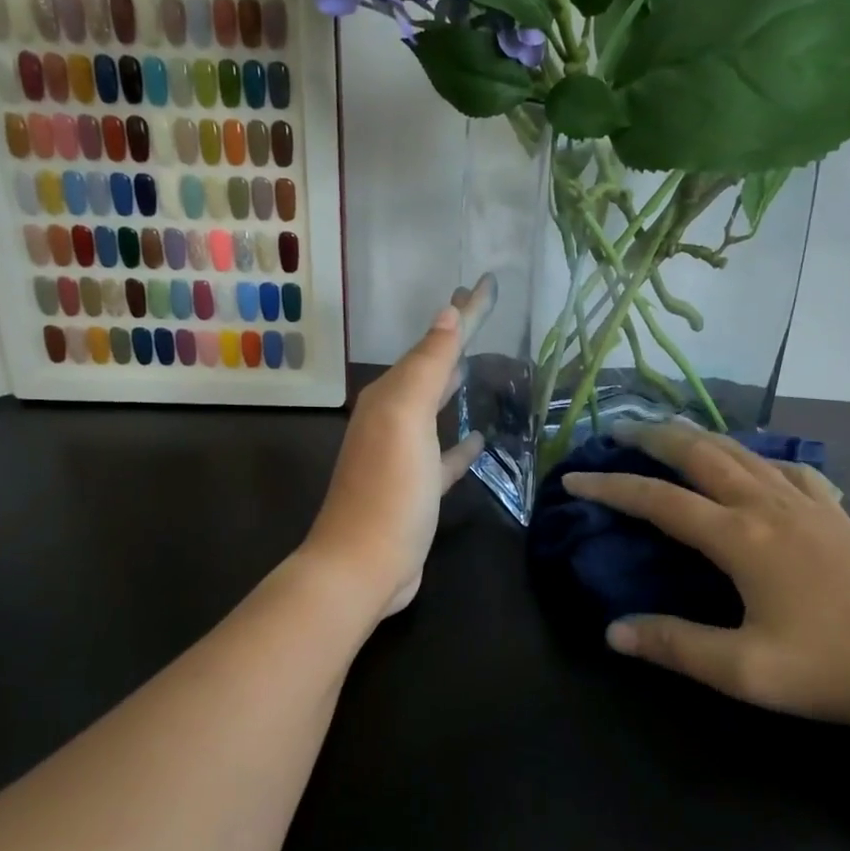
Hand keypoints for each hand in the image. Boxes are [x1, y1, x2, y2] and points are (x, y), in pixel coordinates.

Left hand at [302, 282, 490, 619]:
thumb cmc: (388, 488)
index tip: (487, 284)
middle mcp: (391, 418)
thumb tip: (447, 314)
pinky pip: (442, 456)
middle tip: (479, 311)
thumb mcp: (407, 418)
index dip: (463, 313)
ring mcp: (402, 455)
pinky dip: (459, 444)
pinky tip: (479, 439)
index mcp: (389, 396)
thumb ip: (428, 366)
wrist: (362, 566)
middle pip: (430, 368)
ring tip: (479, 365)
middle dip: (453, 340)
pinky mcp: (416, 489)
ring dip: (453, 385)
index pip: (433, 342)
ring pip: (434, 407)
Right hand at [563, 420, 849, 733]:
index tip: (574, 478)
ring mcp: (805, 503)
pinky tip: (756, 464)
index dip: (612, 486)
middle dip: (652, 436)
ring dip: (697, 436)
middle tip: (617, 428)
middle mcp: (765, 505)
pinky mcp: (835, 512)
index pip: (659, 500)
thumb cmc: (841, 663)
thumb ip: (677, 647)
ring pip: (739, 450)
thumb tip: (614, 632)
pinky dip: (753, 454)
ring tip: (670, 432)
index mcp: (739, 538)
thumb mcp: (750, 671)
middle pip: (698, 453)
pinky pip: (783, 466)